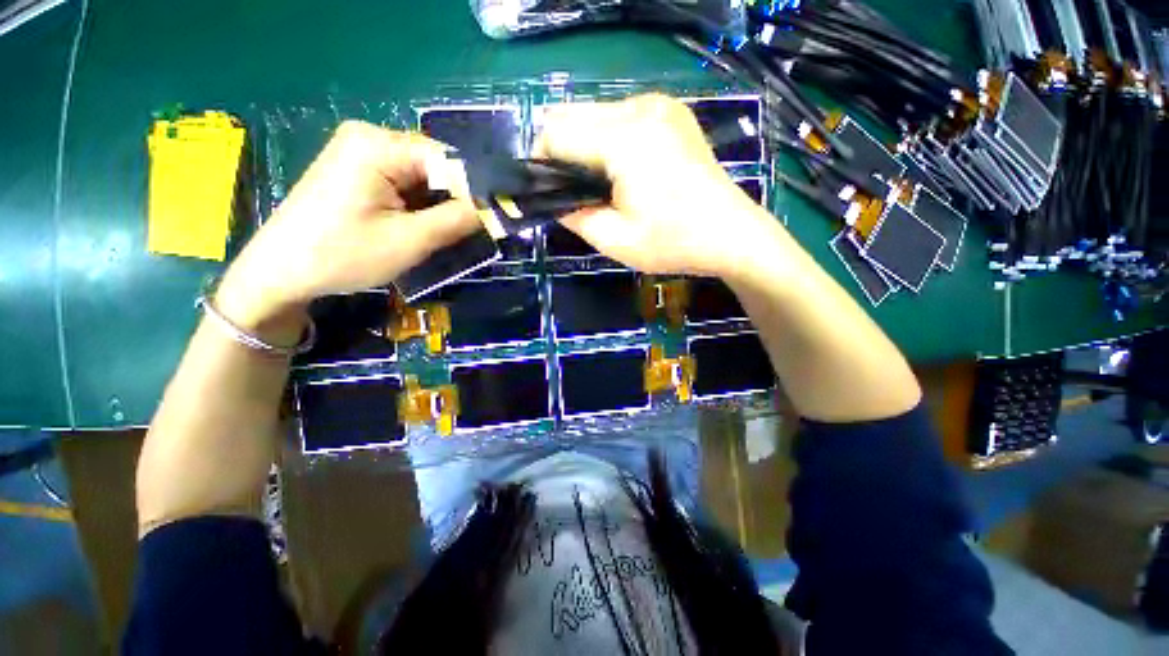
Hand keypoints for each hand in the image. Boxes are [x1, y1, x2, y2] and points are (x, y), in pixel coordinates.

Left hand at [216, 122, 478, 333]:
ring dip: (440, 205)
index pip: (449, 160)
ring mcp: (361, 152)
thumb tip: (496, 210)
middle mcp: (370, 137)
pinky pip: (404, 182)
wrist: (280, 272)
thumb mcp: (410, 240)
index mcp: (378, 145)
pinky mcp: (357, 170)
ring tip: (451, 233)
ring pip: (423, 176)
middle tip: (476, 232)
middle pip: (436, 165)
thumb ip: (458, 220)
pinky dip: (421, 205)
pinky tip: (423, 226)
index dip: (476, 191)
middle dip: (458, 199)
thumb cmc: (343, 255)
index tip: (497, 220)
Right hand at [534, 94, 777, 275]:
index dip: (542, 161)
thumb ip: (574, 216)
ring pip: (594, 112)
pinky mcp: (671, 111)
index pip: (555, 132)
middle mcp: (639, 108)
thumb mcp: (615, 241)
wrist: (730, 233)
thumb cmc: (673, 243)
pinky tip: (625, 167)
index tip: (549, 191)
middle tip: (576, 190)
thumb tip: (554, 200)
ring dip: (585, 143)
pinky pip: (620, 115)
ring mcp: (658, 104)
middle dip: (561, 150)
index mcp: (623, 140)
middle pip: (571, 114)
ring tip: (602, 182)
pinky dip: (609, 137)